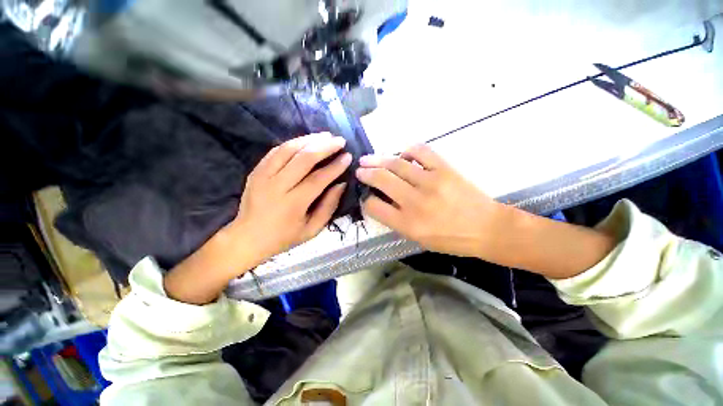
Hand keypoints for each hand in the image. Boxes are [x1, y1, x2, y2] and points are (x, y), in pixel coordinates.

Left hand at [164, 133, 350, 303]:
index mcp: (293, 204)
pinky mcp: (256, 171)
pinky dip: (293, 143)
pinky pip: (276, 151)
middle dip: (325, 147)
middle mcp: (276, 186)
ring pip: (288, 149)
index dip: (335, 166)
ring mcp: (263, 176)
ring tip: (325, 135)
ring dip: (309, 139)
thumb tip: (341, 184)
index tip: (348, 156)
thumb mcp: (312, 229)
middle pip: (303, 159)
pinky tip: (306, 140)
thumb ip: (329, 206)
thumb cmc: (284, 237)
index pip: (318, 179)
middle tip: (339, 141)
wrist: (247, 238)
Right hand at [356, 144, 500, 256]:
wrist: (486, 228)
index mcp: (407, 224)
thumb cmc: (451, 239)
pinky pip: (420, 151)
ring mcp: (430, 182)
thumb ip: (397, 220)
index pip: (374, 207)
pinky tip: (403, 155)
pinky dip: (407, 150)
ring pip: (395, 164)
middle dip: (365, 173)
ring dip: (377, 159)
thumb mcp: (418, 238)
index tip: (366, 196)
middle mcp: (415, 202)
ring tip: (368, 159)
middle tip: (359, 170)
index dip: (366, 200)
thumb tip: (381, 201)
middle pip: (381, 180)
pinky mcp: (444, 169)